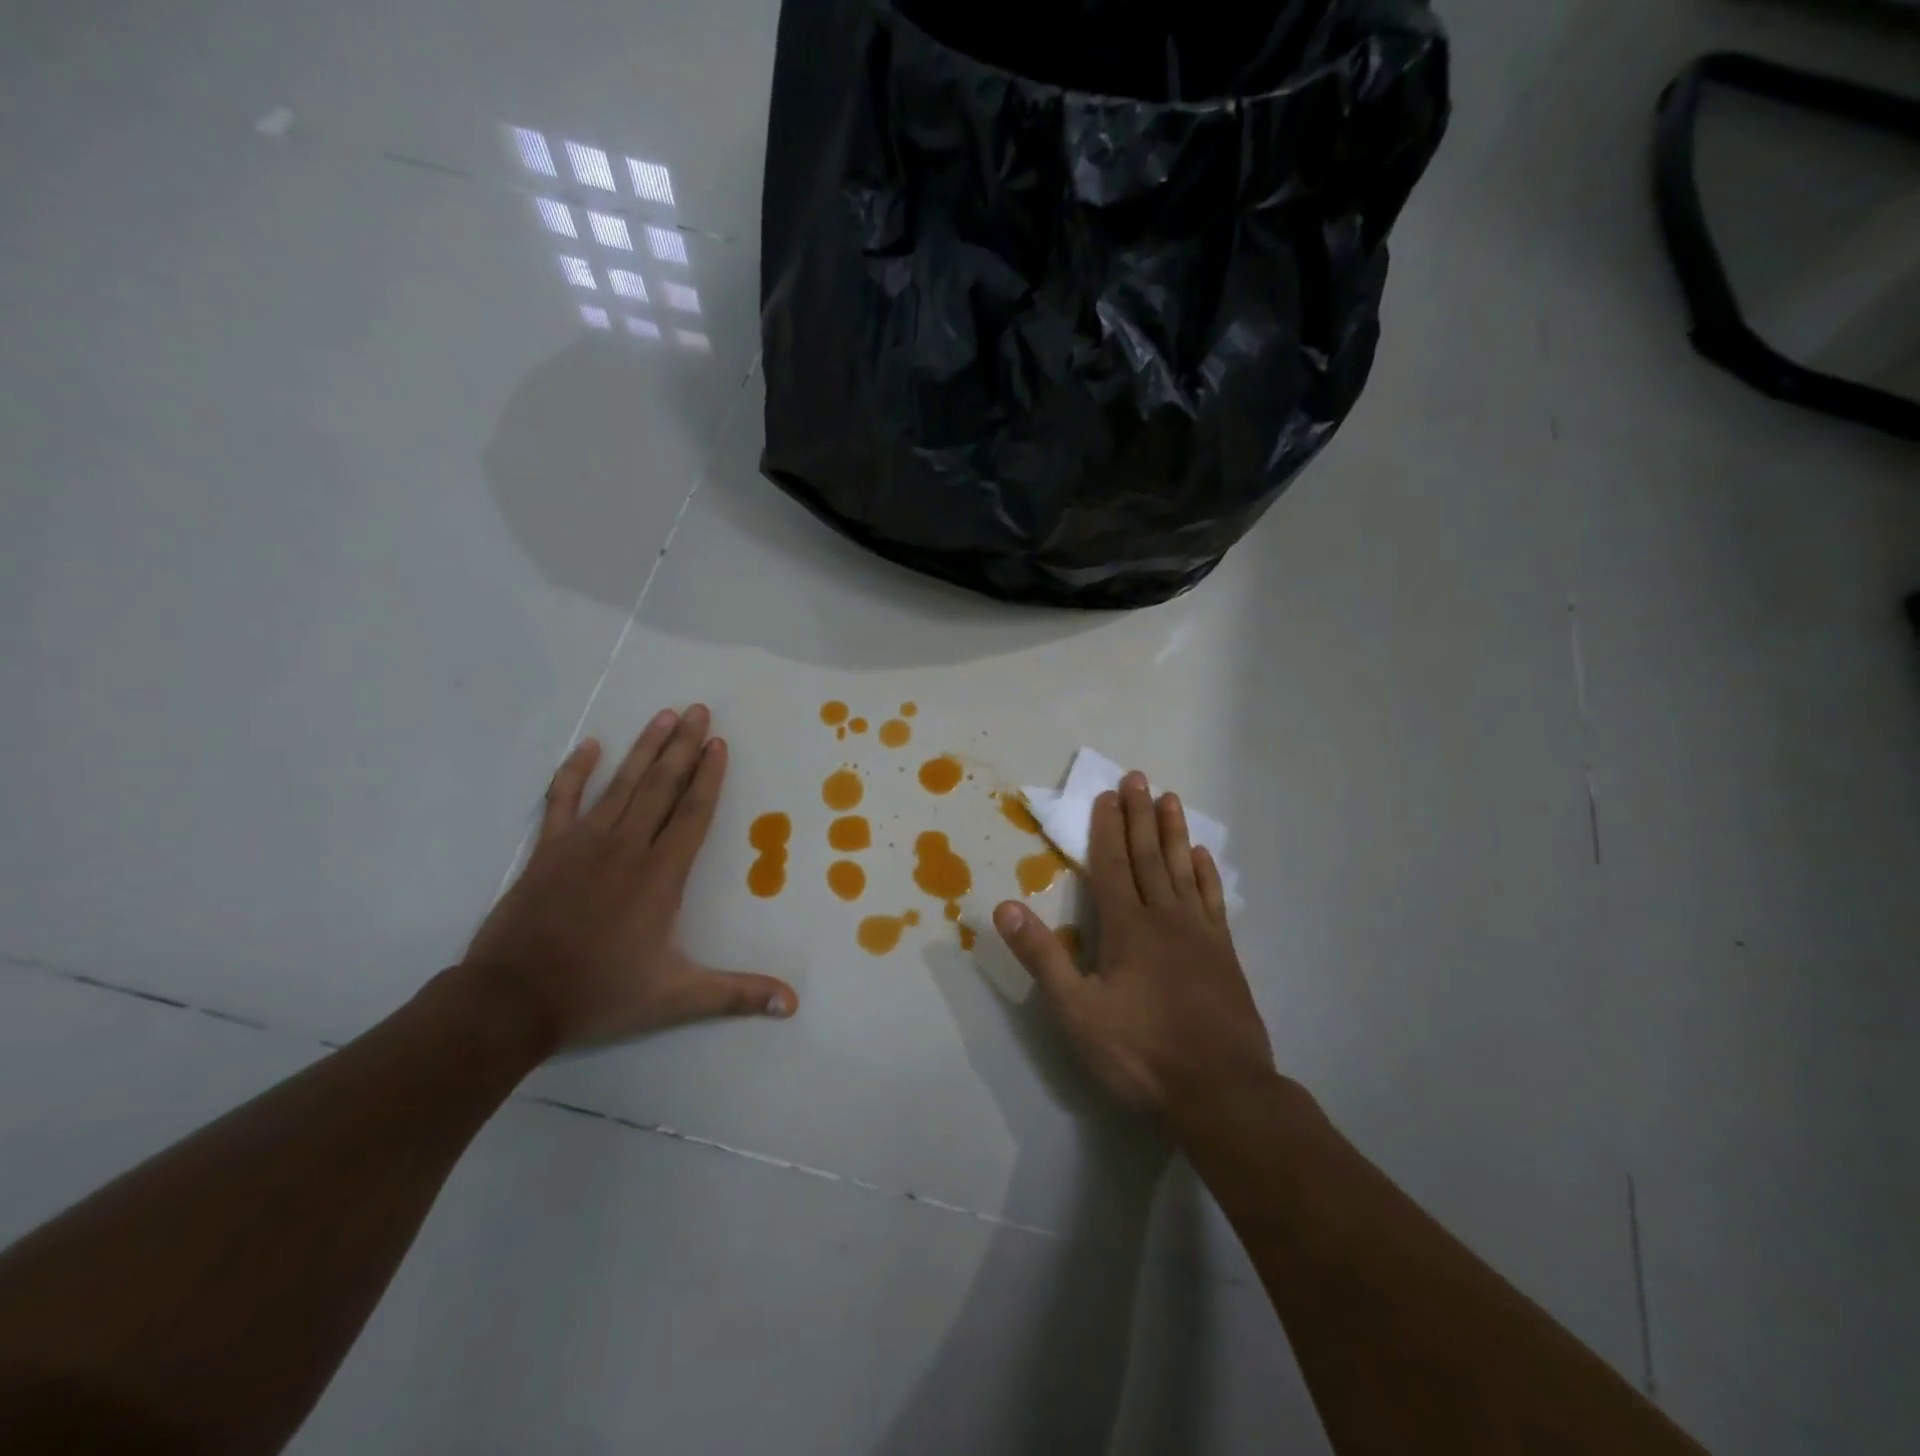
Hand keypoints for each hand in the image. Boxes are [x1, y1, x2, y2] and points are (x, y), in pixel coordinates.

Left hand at [459, 705, 796, 1056]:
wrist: (511, 1002)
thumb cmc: (599, 994)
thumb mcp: (675, 998)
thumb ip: (735, 994)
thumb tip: (792, 1004)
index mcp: (660, 875)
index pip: (693, 813)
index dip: (709, 776)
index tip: (719, 743)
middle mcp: (627, 848)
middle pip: (662, 786)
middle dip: (683, 746)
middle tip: (698, 710)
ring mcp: (583, 844)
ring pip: (622, 785)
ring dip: (644, 748)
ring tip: (663, 715)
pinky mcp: (548, 850)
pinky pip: (563, 799)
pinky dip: (575, 771)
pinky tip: (590, 746)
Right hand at [992, 771, 1272, 1115]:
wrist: (1222, 1092)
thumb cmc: (1141, 1053)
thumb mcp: (1077, 1012)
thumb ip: (1043, 957)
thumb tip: (1005, 907)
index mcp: (1127, 927)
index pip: (1111, 866)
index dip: (1107, 828)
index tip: (1107, 794)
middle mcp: (1165, 918)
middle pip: (1148, 856)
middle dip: (1140, 816)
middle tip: (1138, 777)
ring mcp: (1199, 934)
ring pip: (1183, 870)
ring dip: (1174, 833)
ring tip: (1171, 799)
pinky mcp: (1224, 954)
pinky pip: (1212, 900)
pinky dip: (1206, 874)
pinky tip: (1203, 856)